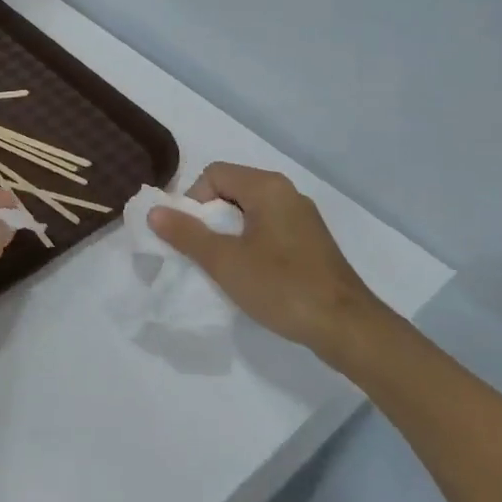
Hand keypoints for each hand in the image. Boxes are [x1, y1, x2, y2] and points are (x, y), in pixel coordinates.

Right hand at [148, 162, 389, 361]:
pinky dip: (250, 243)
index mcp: (267, 187)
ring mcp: (302, 218)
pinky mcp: (310, 241)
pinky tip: (251, 275)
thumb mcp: (225, 261)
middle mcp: (287, 193)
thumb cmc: (282, 286)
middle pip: (231, 190)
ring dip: (228, 234)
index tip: (190, 237)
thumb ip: (186, 234)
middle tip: (202, 254)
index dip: (193, 201)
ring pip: (250, 212)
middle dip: (208, 218)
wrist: (346, 326)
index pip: (214, 174)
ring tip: (224, 267)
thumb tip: (154, 211)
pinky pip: (268, 229)